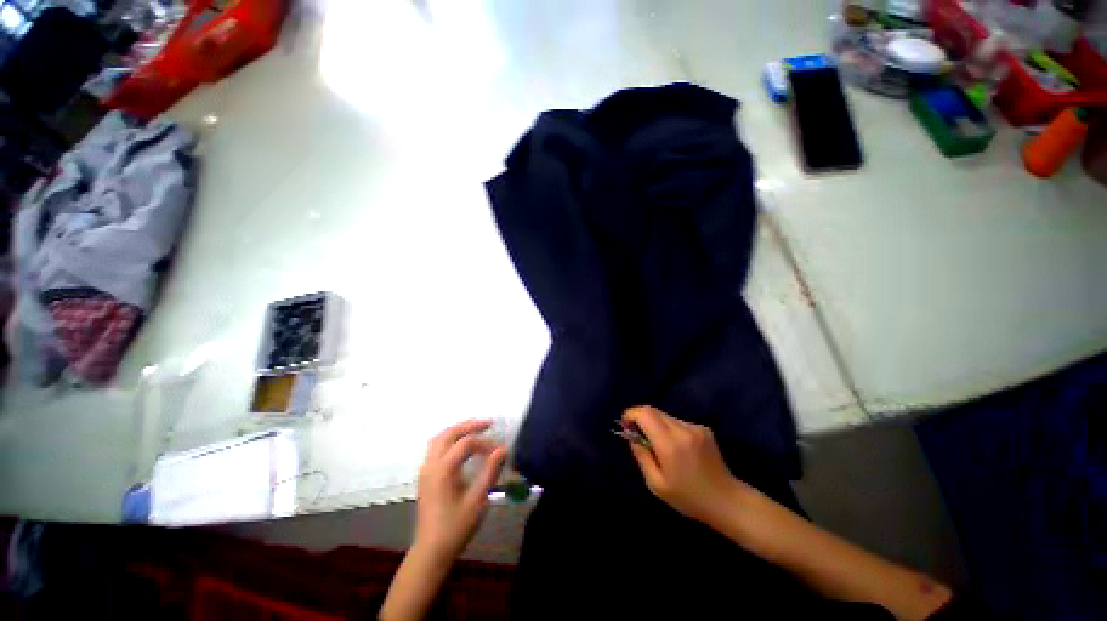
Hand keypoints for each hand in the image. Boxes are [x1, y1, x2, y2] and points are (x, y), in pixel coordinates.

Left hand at [414, 419, 506, 562]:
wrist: (431, 551)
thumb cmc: (456, 527)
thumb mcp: (477, 500)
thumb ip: (490, 472)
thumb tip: (503, 449)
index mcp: (443, 470)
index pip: (465, 443)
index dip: (484, 443)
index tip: (499, 450)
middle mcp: (431, 464)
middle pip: (449, 433)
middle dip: (469, 425)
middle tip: (488, 423)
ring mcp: (425, 469)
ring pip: (439, 438)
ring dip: (457, 430)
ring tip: (475, 429)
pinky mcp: (425, 475)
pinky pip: (435, 446)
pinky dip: (449, 438)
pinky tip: (460, 445)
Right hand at [622, 405, 745, 525]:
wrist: (727, 501)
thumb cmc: (689, 498)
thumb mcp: (656, 484)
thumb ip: (641, 456)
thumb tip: (632, 436)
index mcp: (670, 444)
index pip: (645, 413)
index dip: (631, 414)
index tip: (626, 426)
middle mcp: (683, 429)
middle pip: (654, 410)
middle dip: (641, 419)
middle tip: (638, 436)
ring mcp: (695, 427)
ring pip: (665, 416)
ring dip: (656, 424)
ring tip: (659, 446)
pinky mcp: (703, 428)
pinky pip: (678, 422)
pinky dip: (669, 429)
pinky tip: (676, 448)